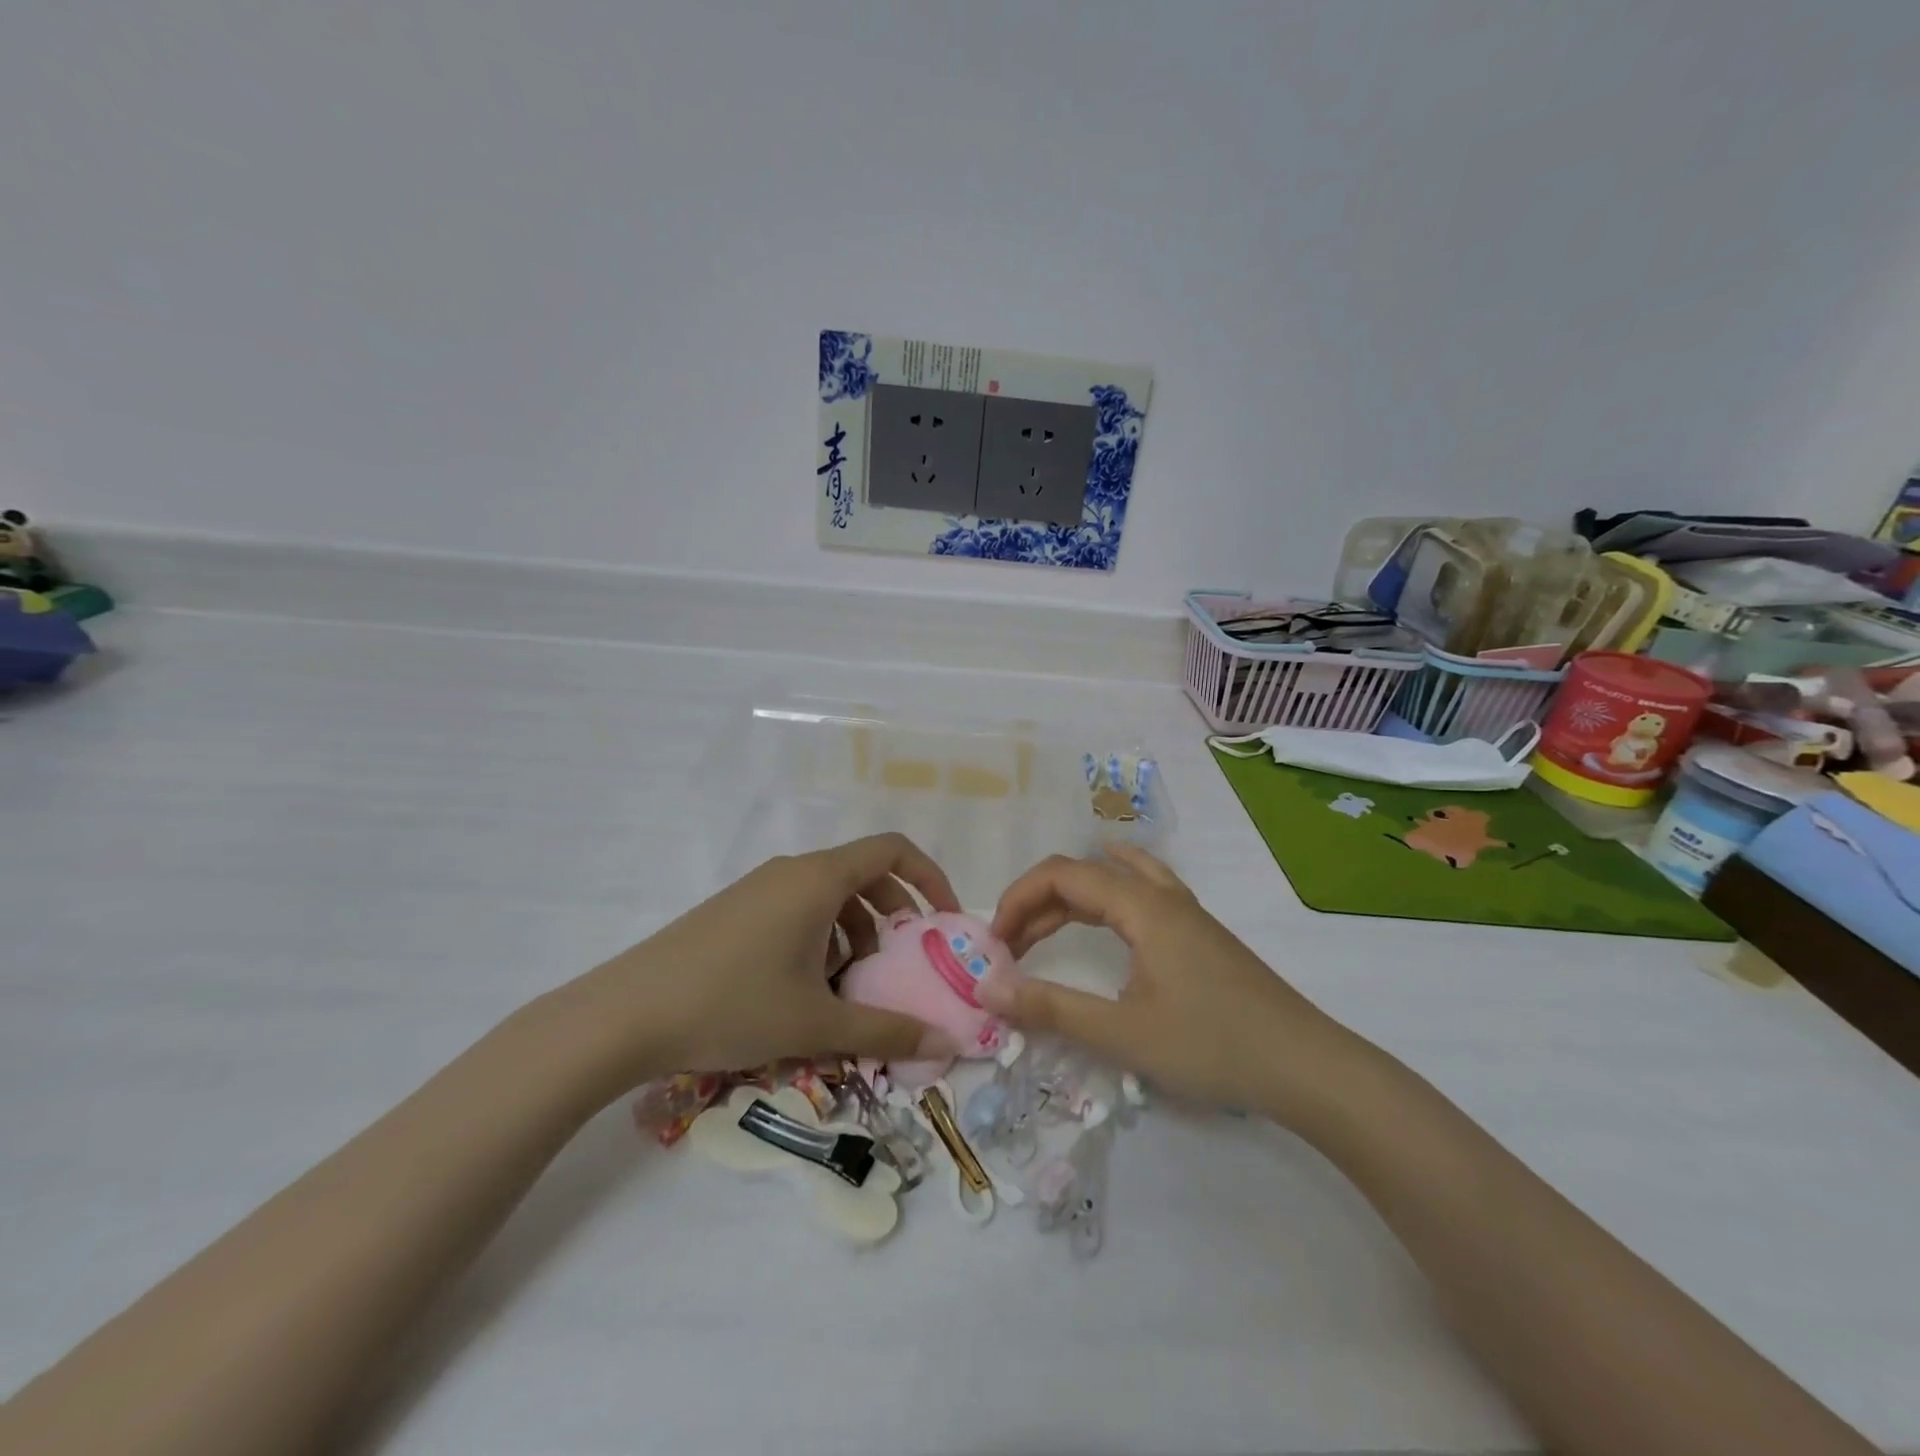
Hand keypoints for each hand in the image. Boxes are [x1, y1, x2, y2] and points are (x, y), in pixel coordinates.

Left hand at [565, 835, 963, 1087]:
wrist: (625, 1014)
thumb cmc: (732, 1004)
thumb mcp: (817, 1024)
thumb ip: (887, 1032)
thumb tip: (945, 1045)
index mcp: (818, 879)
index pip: (892, 851)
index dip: (929, 878)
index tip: (944, 921)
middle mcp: (791, 871)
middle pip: (863, 875)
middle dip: (894, 916)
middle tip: (902, 965)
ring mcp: (759, 889)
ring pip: (829, 896)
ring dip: (855, 932)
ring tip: (850, 987)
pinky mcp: (735, 911)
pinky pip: (797, 909)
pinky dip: (821, 937)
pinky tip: (805, 989)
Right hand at [981, 844, 1347, 1121]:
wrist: (1306, 1067)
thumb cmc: (1212, 1046)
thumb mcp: (1122, 1033)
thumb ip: (1051, 1007)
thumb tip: (986, 987)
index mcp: (1141, 906)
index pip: (1061, 875)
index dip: (1018, 900)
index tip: (994, 943)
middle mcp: (1160, 895)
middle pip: (1083, 874)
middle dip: (1037, 904)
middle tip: (1009, 949)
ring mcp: (1184, 911)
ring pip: (1113, 880)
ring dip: (1069, 900)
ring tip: (1039, 931)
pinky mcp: (1197, 933)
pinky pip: (1141, 890)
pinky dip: (1109, 890)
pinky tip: (1109, 903)